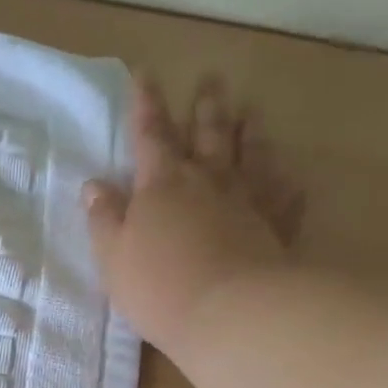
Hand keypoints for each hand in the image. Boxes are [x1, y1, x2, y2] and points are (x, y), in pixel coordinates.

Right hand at [84, 73, 303, 357]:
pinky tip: (293, 180)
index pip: (151, 134)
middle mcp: (207, 182)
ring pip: (250, 157)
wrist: (229, 313)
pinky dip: (288, 187)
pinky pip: (285, 201)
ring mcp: (246, 204)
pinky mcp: (275, 231)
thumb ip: (104, 218)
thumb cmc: (158, 285)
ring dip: (249, 133)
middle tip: (211, 79)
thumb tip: (95, 184)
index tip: (145, 74)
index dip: (146, 105)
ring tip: (252, 112)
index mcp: (162, 185)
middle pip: (206, 135)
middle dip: (204, 107)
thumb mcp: (113, 255)